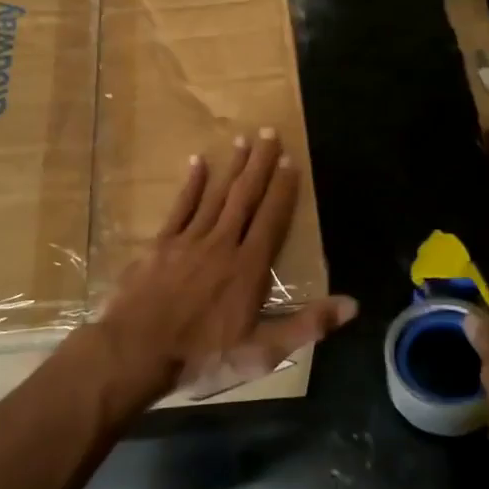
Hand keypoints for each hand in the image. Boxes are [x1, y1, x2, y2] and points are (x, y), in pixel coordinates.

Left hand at [92, 130, 356, 409]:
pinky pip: (180, 208)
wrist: (137, 352)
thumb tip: (352, 304)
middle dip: (259, 164)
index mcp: (249, 268)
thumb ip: (306, 325)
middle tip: (269, 132)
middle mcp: (222, 244)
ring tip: (242, 139)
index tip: (290, 161)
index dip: (282, 189)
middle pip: (245, 197)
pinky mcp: (161, 245)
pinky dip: (191, 185)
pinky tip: (198, 163)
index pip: (272, 219)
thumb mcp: (262, 352)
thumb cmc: (202, 355)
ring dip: (231, 167)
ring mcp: (189, 241)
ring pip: (216, 196)